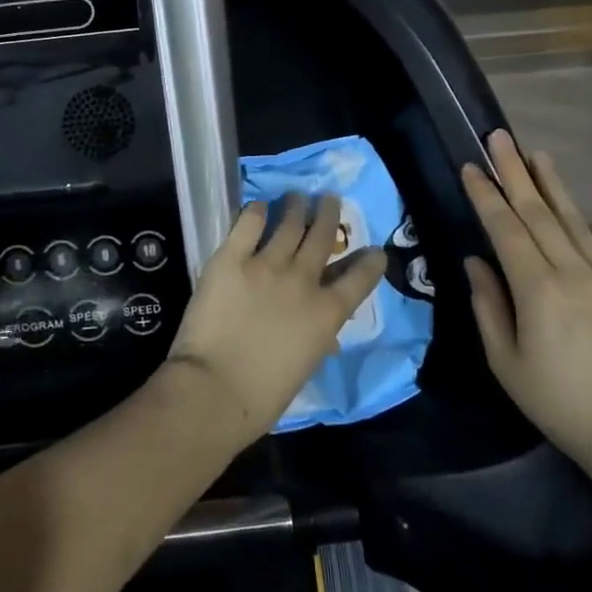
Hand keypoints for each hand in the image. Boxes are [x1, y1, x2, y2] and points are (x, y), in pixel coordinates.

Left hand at [165, 195, 386, 448]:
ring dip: (296, 207)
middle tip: (330, 199)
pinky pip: (248, 224)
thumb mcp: (306, 366)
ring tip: (297, 196)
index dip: (370, 262)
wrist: (217, 389)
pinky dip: (256, 212)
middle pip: (323, 236)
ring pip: (289, 223)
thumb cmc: (264, 395)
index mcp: (326, 314)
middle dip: (329, 214)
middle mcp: (303, 280)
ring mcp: (267, 264)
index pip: (359, 279)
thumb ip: (317, 338)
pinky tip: (258, 207)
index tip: (375, 251)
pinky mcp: (231, 257)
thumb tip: (324, 333)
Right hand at [461, 130, 591, 469]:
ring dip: (553, 186)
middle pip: (538, 212)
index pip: (506, 228)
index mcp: (537, 287)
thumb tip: (476, 261)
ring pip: (575, 222)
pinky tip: (586, 214)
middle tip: (499, 137)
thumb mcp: (506, 362)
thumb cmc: (559, 401)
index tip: (470, 166)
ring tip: (538, 155)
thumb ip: (488, 306)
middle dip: (514, 172)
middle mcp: (573, 271)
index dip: (486, 195)